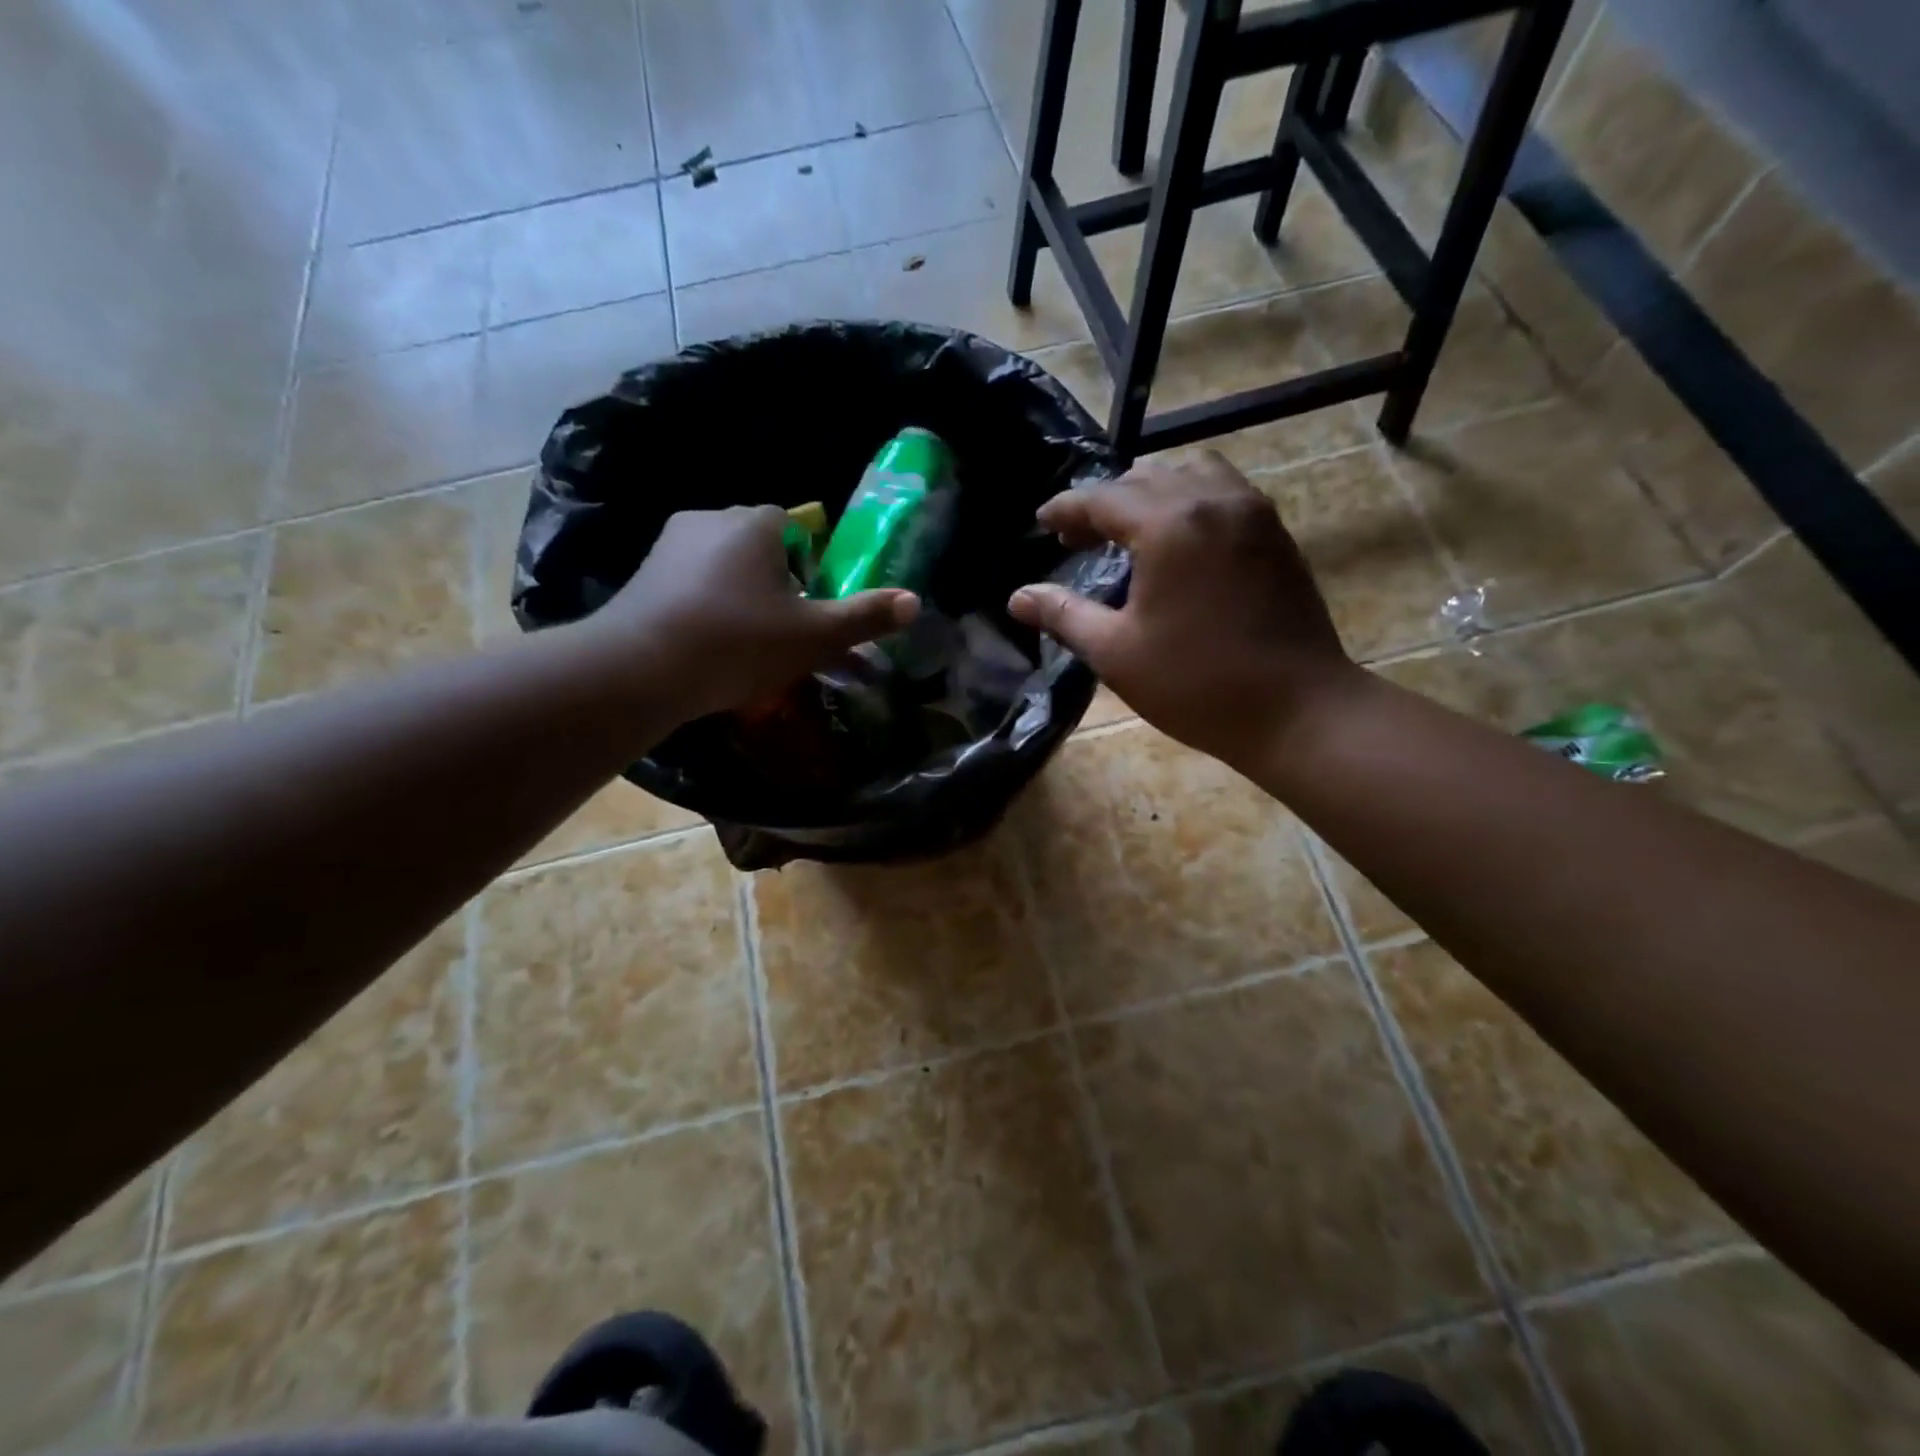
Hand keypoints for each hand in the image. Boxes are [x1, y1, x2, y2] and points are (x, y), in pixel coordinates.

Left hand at [594, 506, 917, 720]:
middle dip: (773, 580)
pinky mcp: (641, 575)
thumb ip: (865, 617)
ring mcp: (669, 545)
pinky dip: (703, 606)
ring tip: (743, 643)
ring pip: (721, 564)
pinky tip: (706, 645)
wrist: (641, 668)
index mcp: (755, 523)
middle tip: (780, 630)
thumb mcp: (814, 636)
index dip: (807, 565)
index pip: (792, 526)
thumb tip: (915, 602)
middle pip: (757, 544)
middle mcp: (710, 519)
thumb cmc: (739, 642)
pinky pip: (688, 583)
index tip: (807, 606)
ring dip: (737, 593)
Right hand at [1008, 453, 1360, 769]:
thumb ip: (1064, 614)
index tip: (1042, 523)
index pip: (1103, 498)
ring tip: (1130, 529)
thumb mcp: (1116, 652)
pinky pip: (1224, 491)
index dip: (1066, 509)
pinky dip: (1191, 499)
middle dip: (1106, 500)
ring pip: (1192, 473)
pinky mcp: (1275, 533)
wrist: (1297, 708)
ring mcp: (1252, 512)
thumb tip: (1017, 597)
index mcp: (1169, 525)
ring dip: (1152, 491)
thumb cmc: (1196, 684)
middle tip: (1080, 535)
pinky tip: (1179, 540)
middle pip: (1147, 476)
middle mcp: (1213, 501)